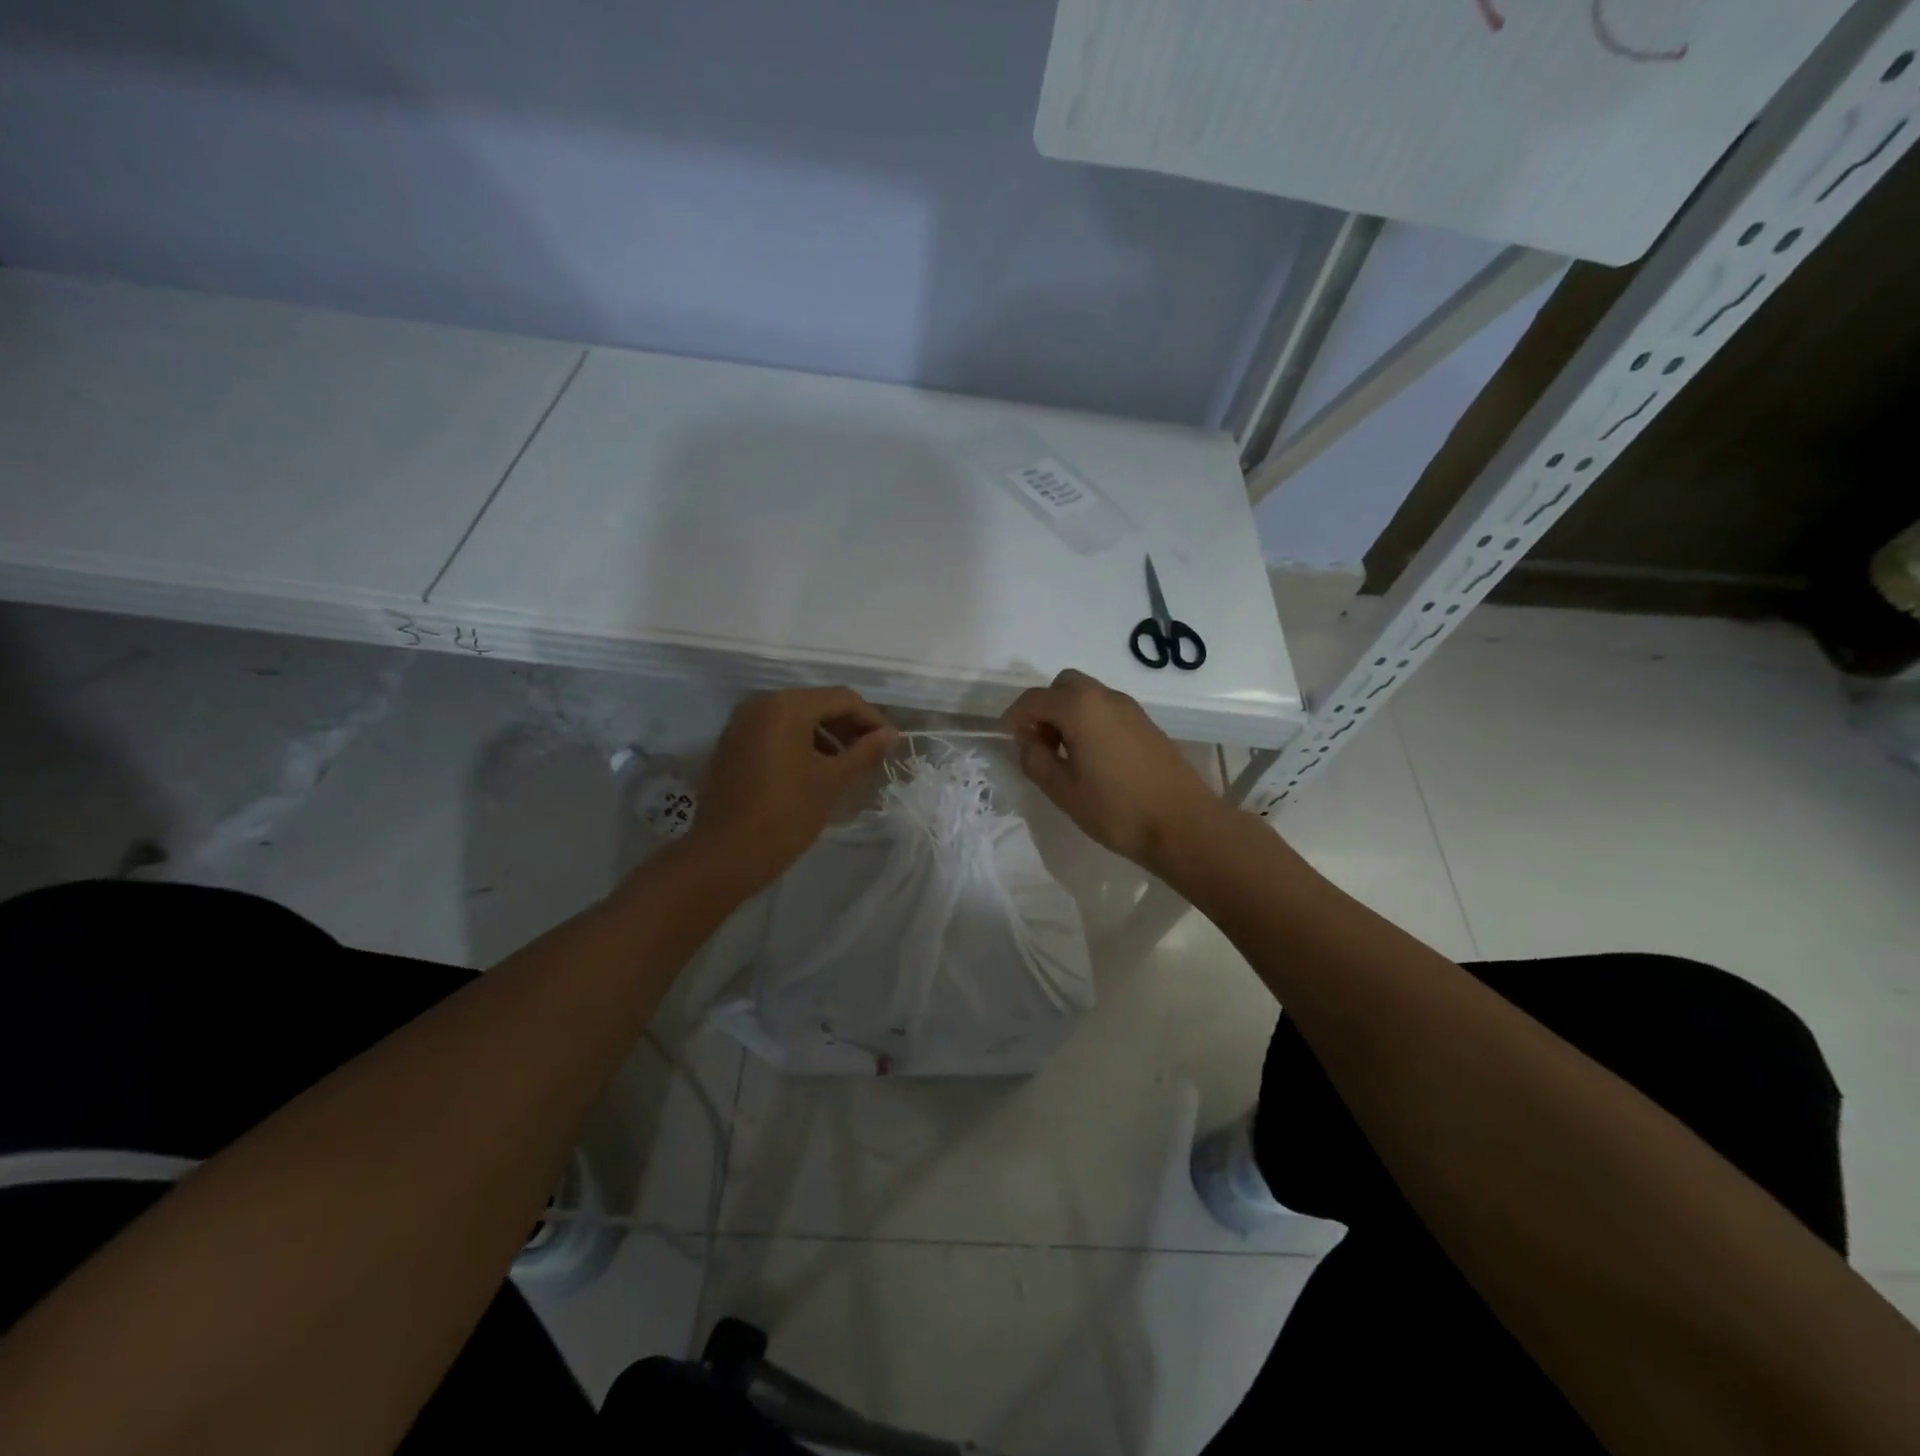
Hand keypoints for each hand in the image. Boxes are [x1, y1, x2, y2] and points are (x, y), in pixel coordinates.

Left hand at [687, 687, 897, 894]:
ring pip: (797, 718)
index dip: (872, 720)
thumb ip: (865, 752)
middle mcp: (761, 704)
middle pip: (818, 704)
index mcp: (787, 706)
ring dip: (827, 736)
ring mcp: (742, 724)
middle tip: (873, 755)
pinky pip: (776, 733)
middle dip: (849, 727)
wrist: (725, 856)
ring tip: (849, 766)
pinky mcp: (732, 745)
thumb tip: (891, 736)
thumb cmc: (785, 815)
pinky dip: (801, 744)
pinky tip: (817, 771)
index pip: (843, 699)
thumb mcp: (832, 782)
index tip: (891, 746)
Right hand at [1002, 669, 1223, 869]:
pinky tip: (1092, 758)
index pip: (1034, 699)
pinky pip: (1107, 710)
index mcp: (1080, 707)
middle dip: (1044, 708)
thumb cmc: (1116, 809)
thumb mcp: (1062, 790)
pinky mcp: (1146, 724)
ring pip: (1088, 696)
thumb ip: (1035, 760)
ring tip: (1064, 754)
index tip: (1009, 739)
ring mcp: (1130, 709)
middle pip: (1064, 686)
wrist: (1182, 824)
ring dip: (1068, 714)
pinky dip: (1090, 721)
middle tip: (1039, 743)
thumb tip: (1030, 742)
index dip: (1015, 716)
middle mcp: (1105, 697)